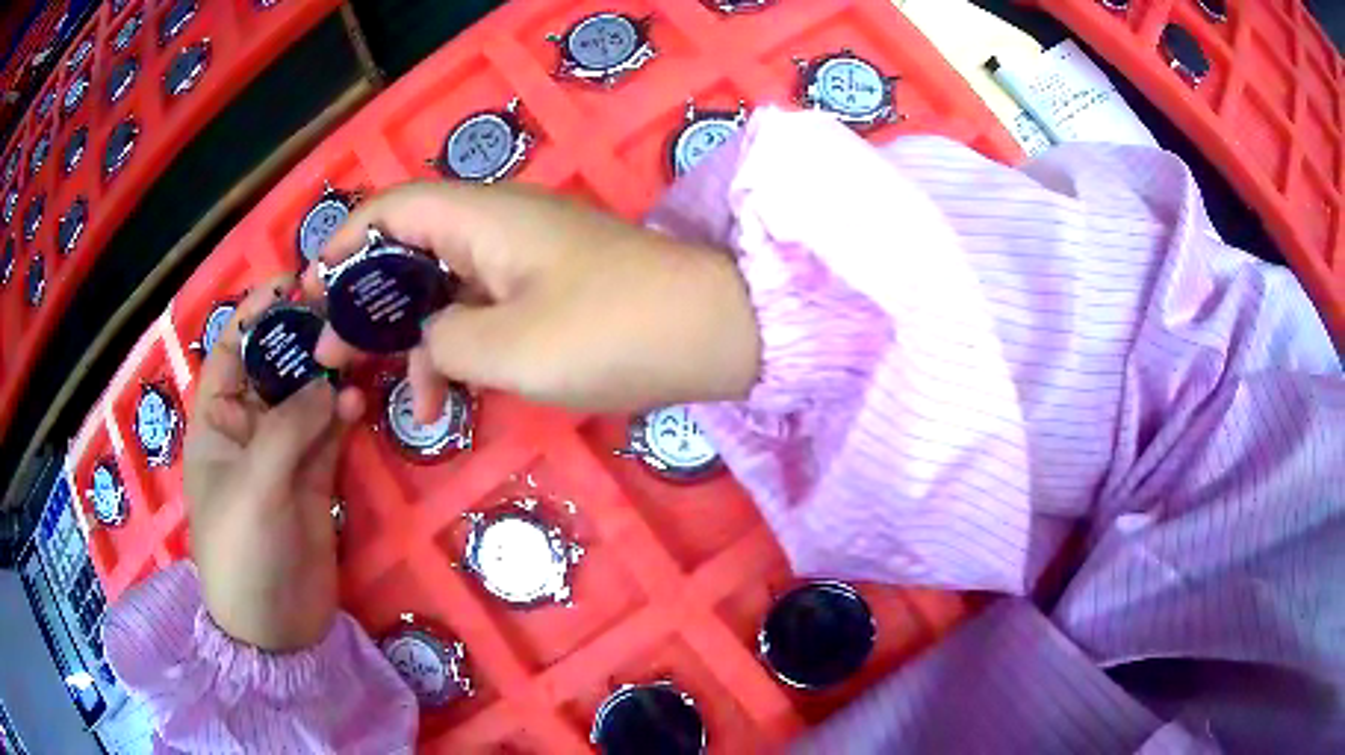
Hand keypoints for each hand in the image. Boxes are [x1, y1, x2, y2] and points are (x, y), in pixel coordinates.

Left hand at [184, 278, 364, 651]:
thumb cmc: (242, 552)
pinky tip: (361, 402)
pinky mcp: (315, 480)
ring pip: (308, 397)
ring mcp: (284, 454)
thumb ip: (288, 429)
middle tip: (344, 309)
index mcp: (217, 421)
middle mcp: (248, 429)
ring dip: (330, 374)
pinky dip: (345, 415)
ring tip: (361, 348)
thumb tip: (330, 383)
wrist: (275, 627)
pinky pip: (330, 434)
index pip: (232, 350)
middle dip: (304, 338)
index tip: (292, 282)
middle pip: (276, 367)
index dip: (256, 315)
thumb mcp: (255, 486)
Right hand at [304, 181, 761, 422]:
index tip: (310, 293)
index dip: (342, 246)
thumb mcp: (507, 348)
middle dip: (366, 305)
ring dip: (414, 341)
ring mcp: (524, 257)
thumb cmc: (611, 333)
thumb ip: (442, 340)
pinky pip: (482, 308)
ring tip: (396, 401)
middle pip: (408, 252)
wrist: (714, 334)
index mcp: (481, 217)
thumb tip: (426, 337)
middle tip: (333, 357)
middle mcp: (496, 224)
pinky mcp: (547, 288)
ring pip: (443, 289)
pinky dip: (459, 348)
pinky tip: (449, 398)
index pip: (389, 210)